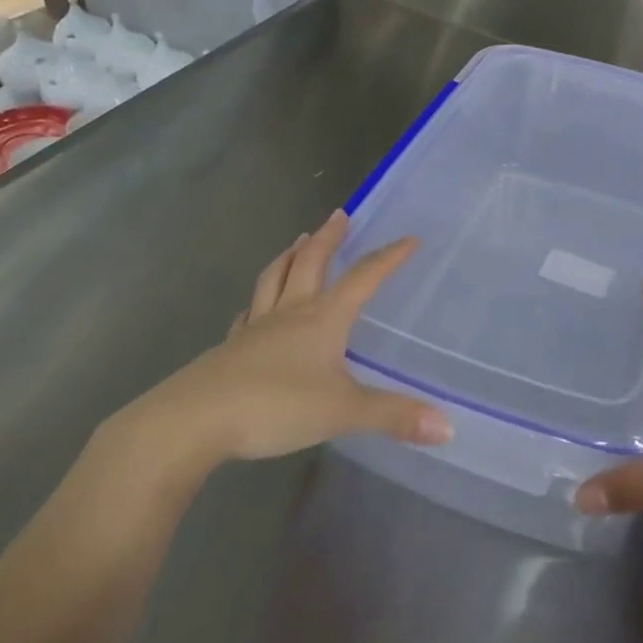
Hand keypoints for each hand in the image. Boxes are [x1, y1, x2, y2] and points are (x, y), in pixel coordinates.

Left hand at [90, 211, 450, 498]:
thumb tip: (449, 427)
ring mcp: (255, 329)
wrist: (193, 422)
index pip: (363, 278)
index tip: (409, 239)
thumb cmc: (274, 407)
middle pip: (311, 263)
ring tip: (298, 241)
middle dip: (329, 238)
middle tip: (339, 215)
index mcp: (322, 318)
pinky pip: (249, 313)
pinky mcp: (230, 350)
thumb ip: (393, 416)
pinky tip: (256, 307)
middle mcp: (290, 313)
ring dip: (289, 257)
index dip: (388, 258)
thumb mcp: (342, 412)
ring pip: (274, 279)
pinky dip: (258, 300)